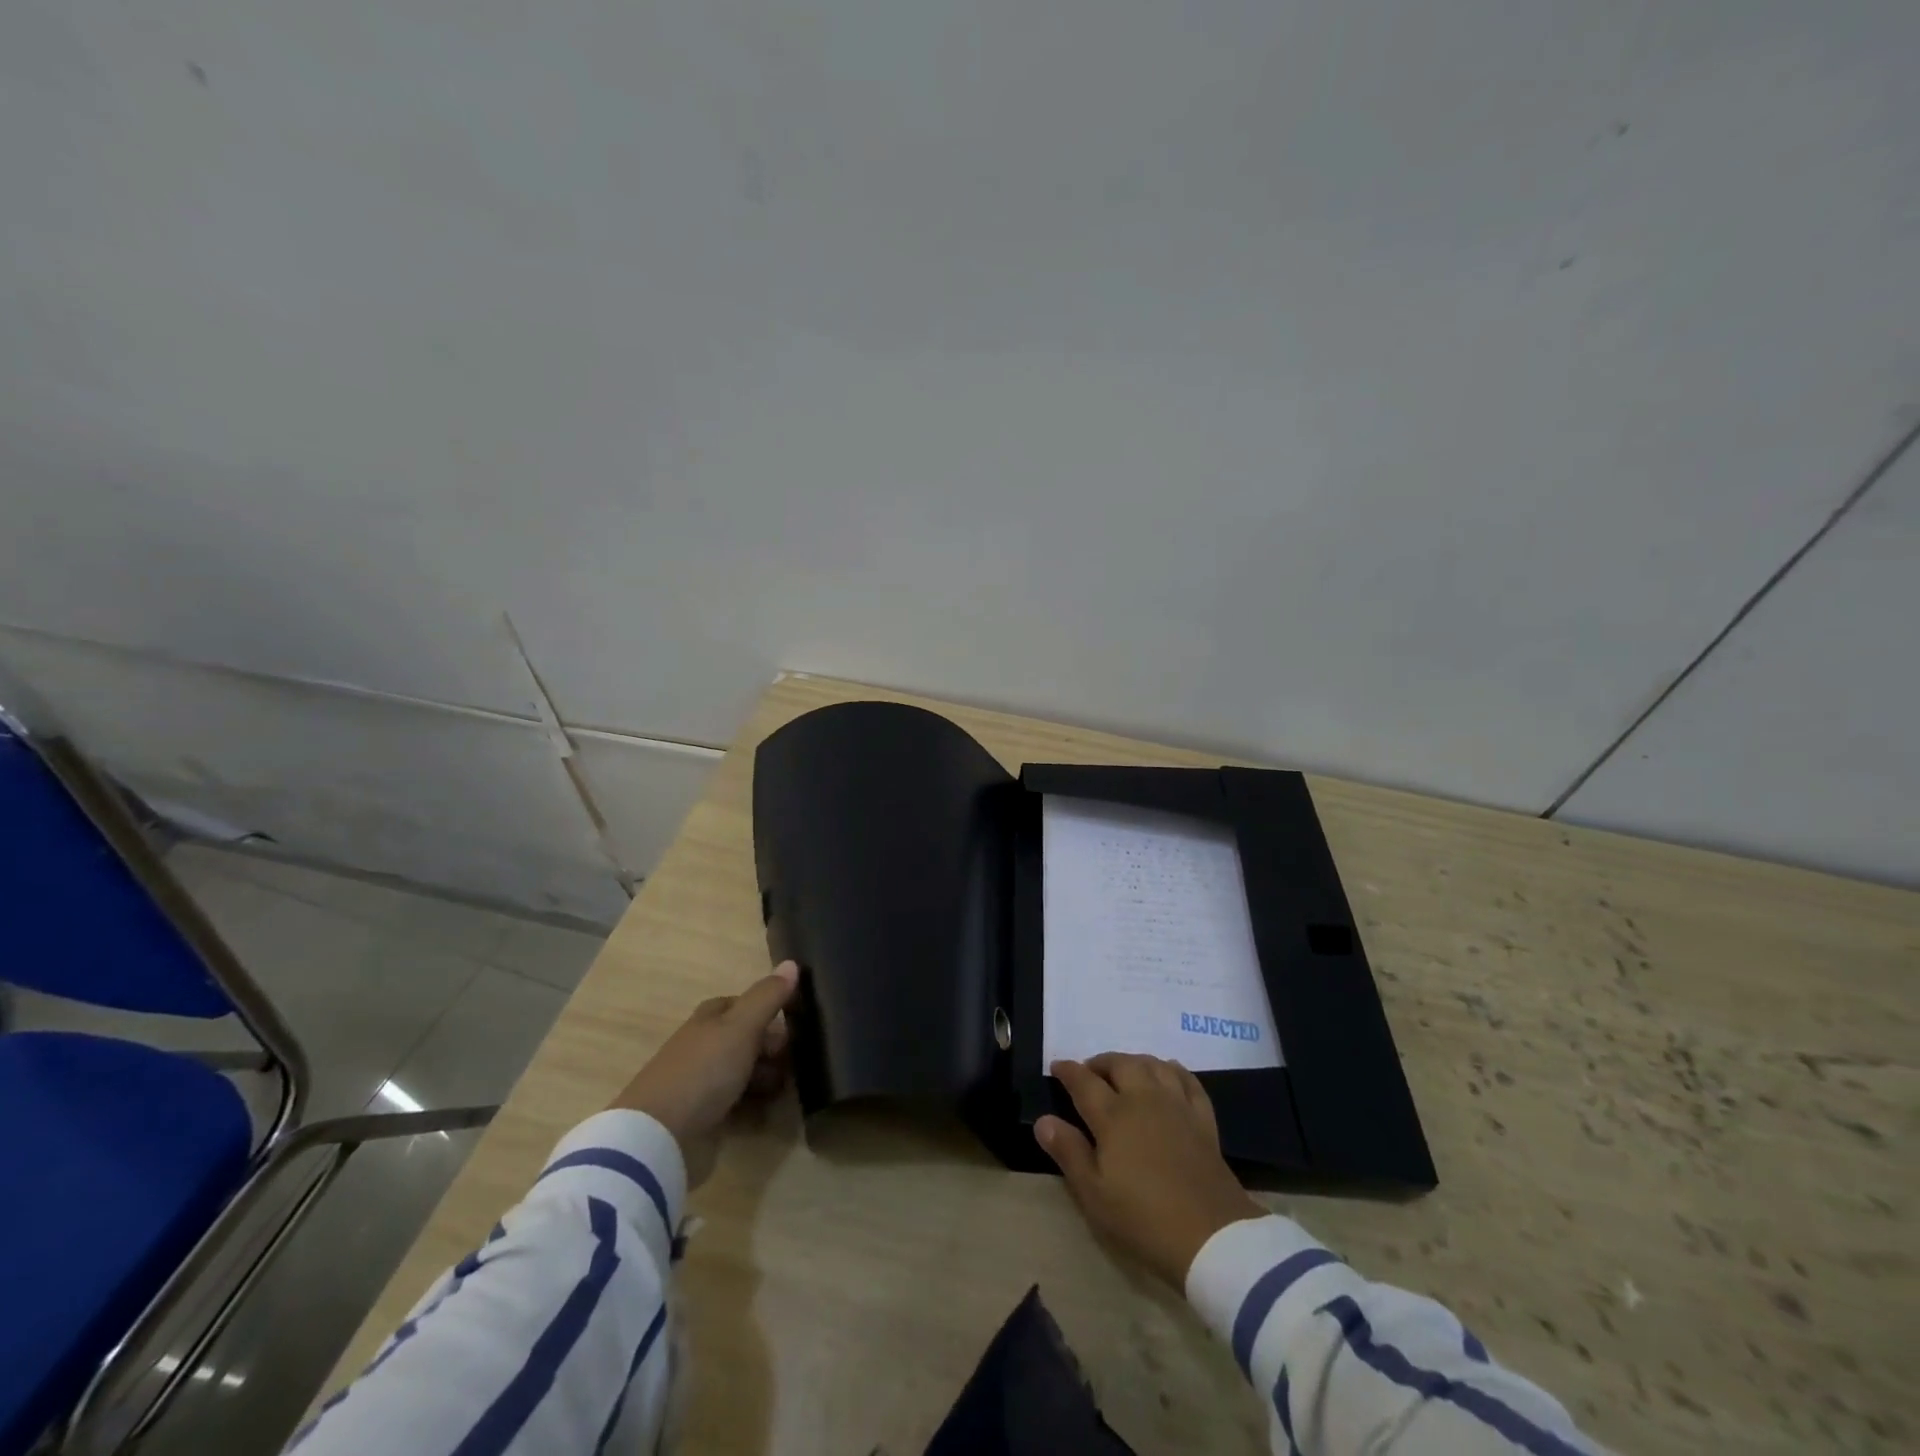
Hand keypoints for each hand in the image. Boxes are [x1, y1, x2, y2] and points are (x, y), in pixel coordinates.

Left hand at [610, 961, 798, 1186]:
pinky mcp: (704, 1119)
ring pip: (744, 1073)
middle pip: (746, 1040)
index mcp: (709, 1019)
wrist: (658, 1137)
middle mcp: (704, 1047)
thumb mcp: (741, 1026)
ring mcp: (702, 1084)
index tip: (796, 1020)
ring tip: (789, 1088)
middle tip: (798, 1059)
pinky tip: (770, 1112)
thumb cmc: (703, 1070)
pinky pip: (738, 1106)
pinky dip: (755, 1107)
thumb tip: (792, 962)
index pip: (742, 1004)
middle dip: (773, 1048)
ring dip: (768, 1079)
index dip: (768, 1009)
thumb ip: (768, 996)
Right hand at [1035, 1053, 1264, 1287]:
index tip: (1057, 1066)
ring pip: (1153, 1065)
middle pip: (1121, 1064)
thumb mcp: (1095, 1194)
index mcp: (1113, 1116)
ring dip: (1134, 1061)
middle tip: (1090, 1072)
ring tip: (1125, 1071)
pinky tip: (1168, 1074)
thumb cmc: (1144, 1218)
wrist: (1212, 1237)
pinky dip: (1174, 1070)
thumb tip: (1044, 1120)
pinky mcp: (1203, 1120)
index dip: (1068, 1071)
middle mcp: (1144, 1099)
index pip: (1084, 1082)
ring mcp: (1177, 1106)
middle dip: (1101, 1062)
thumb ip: (1069, 1152)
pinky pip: (1188, 1081)